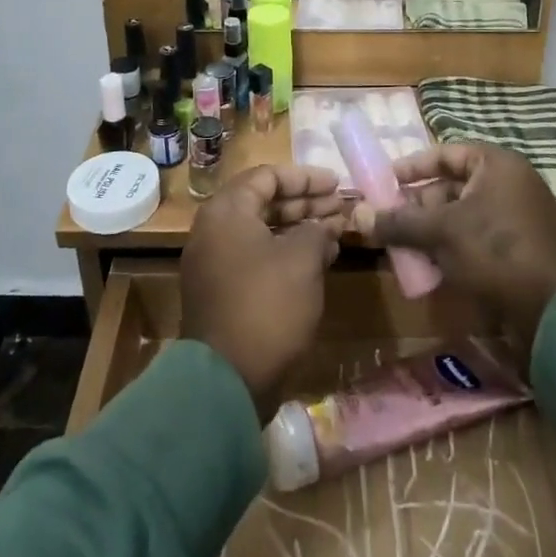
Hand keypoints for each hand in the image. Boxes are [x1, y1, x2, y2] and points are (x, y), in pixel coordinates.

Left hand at [181, 164, 346, 419]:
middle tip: (341, 207)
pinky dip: (287, 252)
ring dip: (300, 228)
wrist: (227, 380)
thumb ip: (316, 230)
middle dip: (306, 202)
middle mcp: (214, 230)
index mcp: (226, 212)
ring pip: (263, 231)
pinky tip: (320, 259)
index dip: (305, 177)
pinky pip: (258, 257)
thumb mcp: (302, 259)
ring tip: (338, 231)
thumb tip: (323, 226)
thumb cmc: (267, 305)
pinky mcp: (223, 291)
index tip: (337, 184)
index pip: (267, 176)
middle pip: (264, 202)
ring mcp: (216, 263)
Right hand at [353, 144, 555, 355]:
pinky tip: (430, 270)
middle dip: (418, 206)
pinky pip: (476, 240)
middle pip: (452, 187)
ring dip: (431, 231)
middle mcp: (510, 184)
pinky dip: (452, 249)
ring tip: (403, 249)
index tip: (384, 182)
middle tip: (389, 222)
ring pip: (461, 217)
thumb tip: (357, 216)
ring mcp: (517, 219)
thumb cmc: (496, 251)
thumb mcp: (441, 232)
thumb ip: (399, 222)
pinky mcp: (519, 251)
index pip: (445, 153)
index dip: (412, 167)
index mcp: (496, 165)